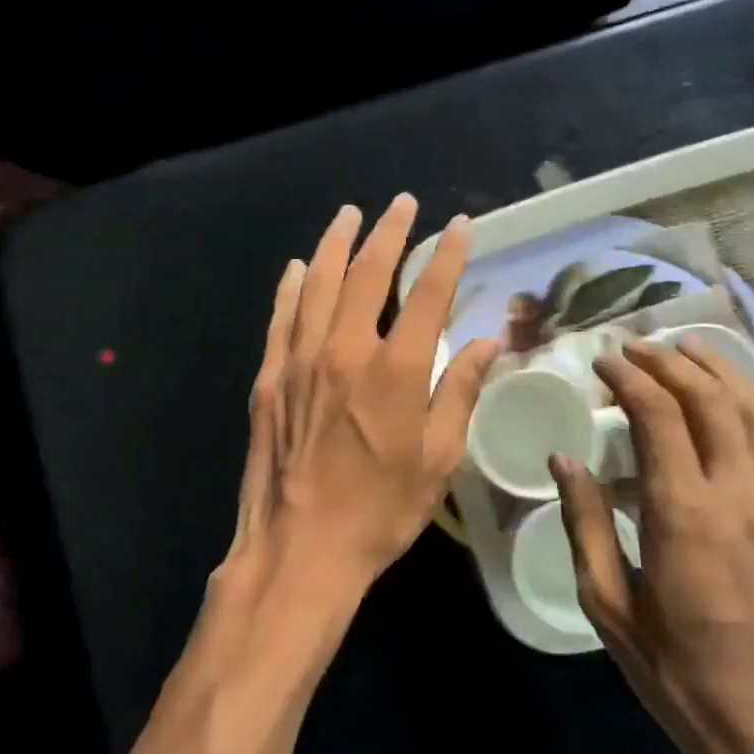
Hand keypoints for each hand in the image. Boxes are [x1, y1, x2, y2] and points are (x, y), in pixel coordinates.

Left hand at [216, 195, 501, 622]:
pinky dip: (292, 286)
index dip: (446, 256)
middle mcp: (344, 351)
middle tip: (402, 204)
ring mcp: (299, 361)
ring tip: (349, 214)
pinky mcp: (269, 378)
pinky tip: (300, 267)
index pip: (428, 295)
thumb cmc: (380, 512)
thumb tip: (484, 342)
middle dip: (388, 232)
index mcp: (394, 371)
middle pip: (368, 274)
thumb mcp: (439, 460)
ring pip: (319, 284)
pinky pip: (282, 318)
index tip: (458, 226)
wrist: (300, 549)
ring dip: (337, 244)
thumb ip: (459, 392)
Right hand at [550, 335, 753, 753]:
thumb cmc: (681, 679)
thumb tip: (566, 458)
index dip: (628, 376)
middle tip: (635, 347)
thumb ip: (585, 524)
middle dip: (669, 361)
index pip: (658, 413)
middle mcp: (743, 495)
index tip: (602, 361)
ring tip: (688, 349)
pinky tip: (733, 406)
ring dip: (720, 371)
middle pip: (710, 398)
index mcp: (685, 515)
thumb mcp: (610, 607)